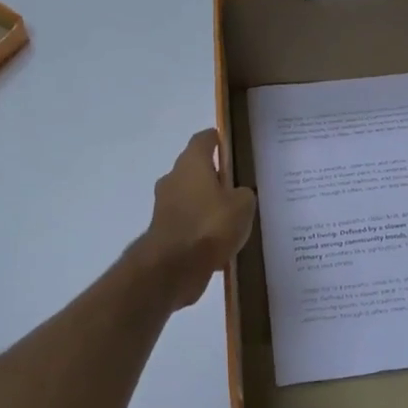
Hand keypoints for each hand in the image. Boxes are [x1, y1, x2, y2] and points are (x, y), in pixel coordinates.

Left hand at [135, 130, 257, 309]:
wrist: (173, 268)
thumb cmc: (210, 225)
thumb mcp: (243, 205)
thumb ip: (244, 193)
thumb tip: (238, 194)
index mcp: (191, 163)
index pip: (203, 139)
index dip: (218, 139)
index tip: (231, 145)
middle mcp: (174, 179)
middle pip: (196, 169)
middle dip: (215, 176)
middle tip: (239, 185)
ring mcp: (165, 206)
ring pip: (192, 197)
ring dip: (208, 204)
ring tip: (234, 217)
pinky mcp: (164, 232)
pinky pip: (189, 223)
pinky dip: (202, 228)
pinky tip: (222, 242)